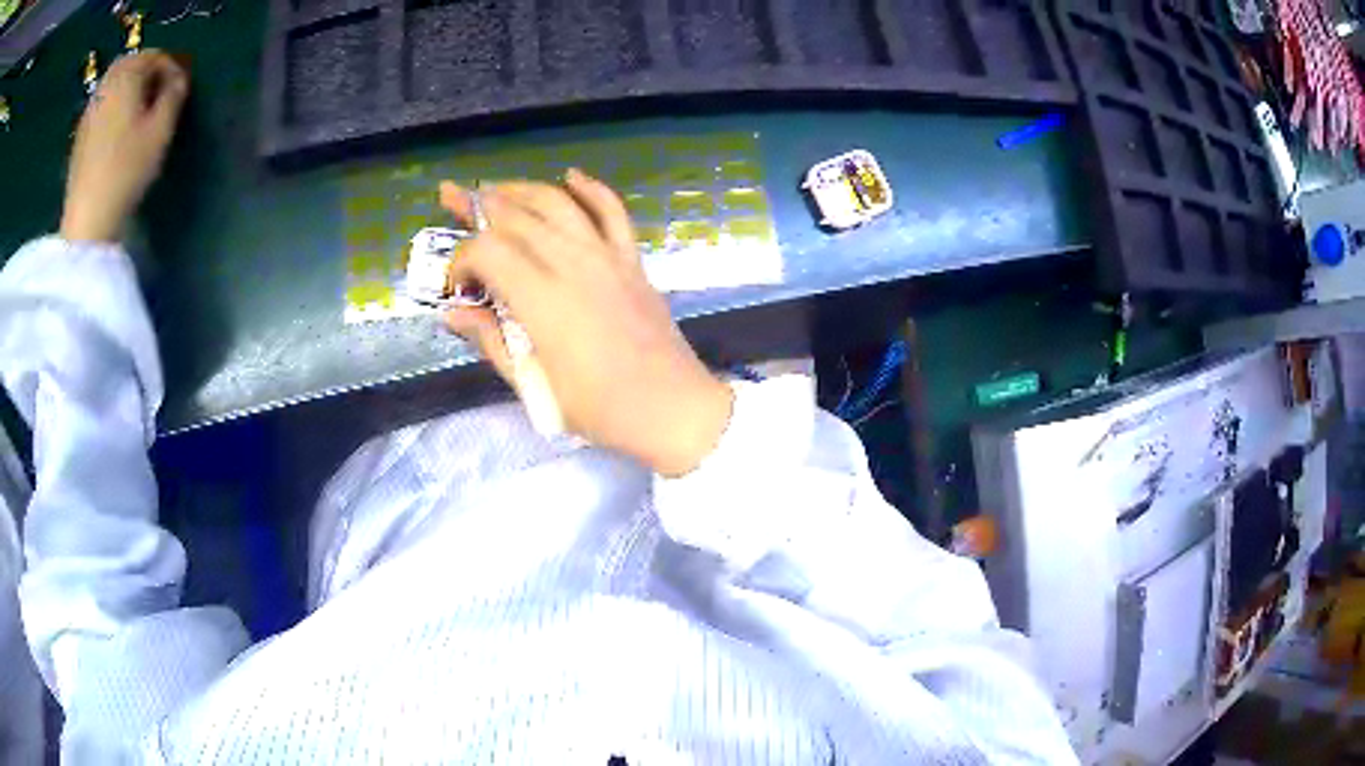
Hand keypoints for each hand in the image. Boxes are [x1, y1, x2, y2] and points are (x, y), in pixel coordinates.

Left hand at [61, 51, 188, 243]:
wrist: (86, 221)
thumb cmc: (126, 170)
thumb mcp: (161, 130)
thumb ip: (174, 94)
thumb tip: (178, 79)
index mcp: (127, 73)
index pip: (156, 56)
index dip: (171, 69)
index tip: (179, 91)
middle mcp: (106, 84)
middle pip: (131, 64)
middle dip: (147, 74)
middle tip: (159, 96)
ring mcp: (89, 110)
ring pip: (114, 84)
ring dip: (128, 90)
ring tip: (138, 114)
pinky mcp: (79, 136)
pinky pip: (101, 106)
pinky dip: (113, 107)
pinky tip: (117, 130)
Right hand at [439, 171, 733, 476]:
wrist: (670, 407)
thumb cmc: (599, 408)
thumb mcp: (534, 385)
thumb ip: (491, 341)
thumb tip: (452, 313)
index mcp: (542, 299)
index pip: (488, 251)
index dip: (461, 259)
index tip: (455, 286)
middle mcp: (572, 264)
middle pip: (518, 217)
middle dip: (478, 206)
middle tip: (452, 197)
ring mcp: (606, 256)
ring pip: (558, 204)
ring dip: (522, 190)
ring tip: (494, 188)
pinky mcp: (631, 259)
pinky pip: (612, 211)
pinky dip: (591, 188)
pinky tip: (572, 175)